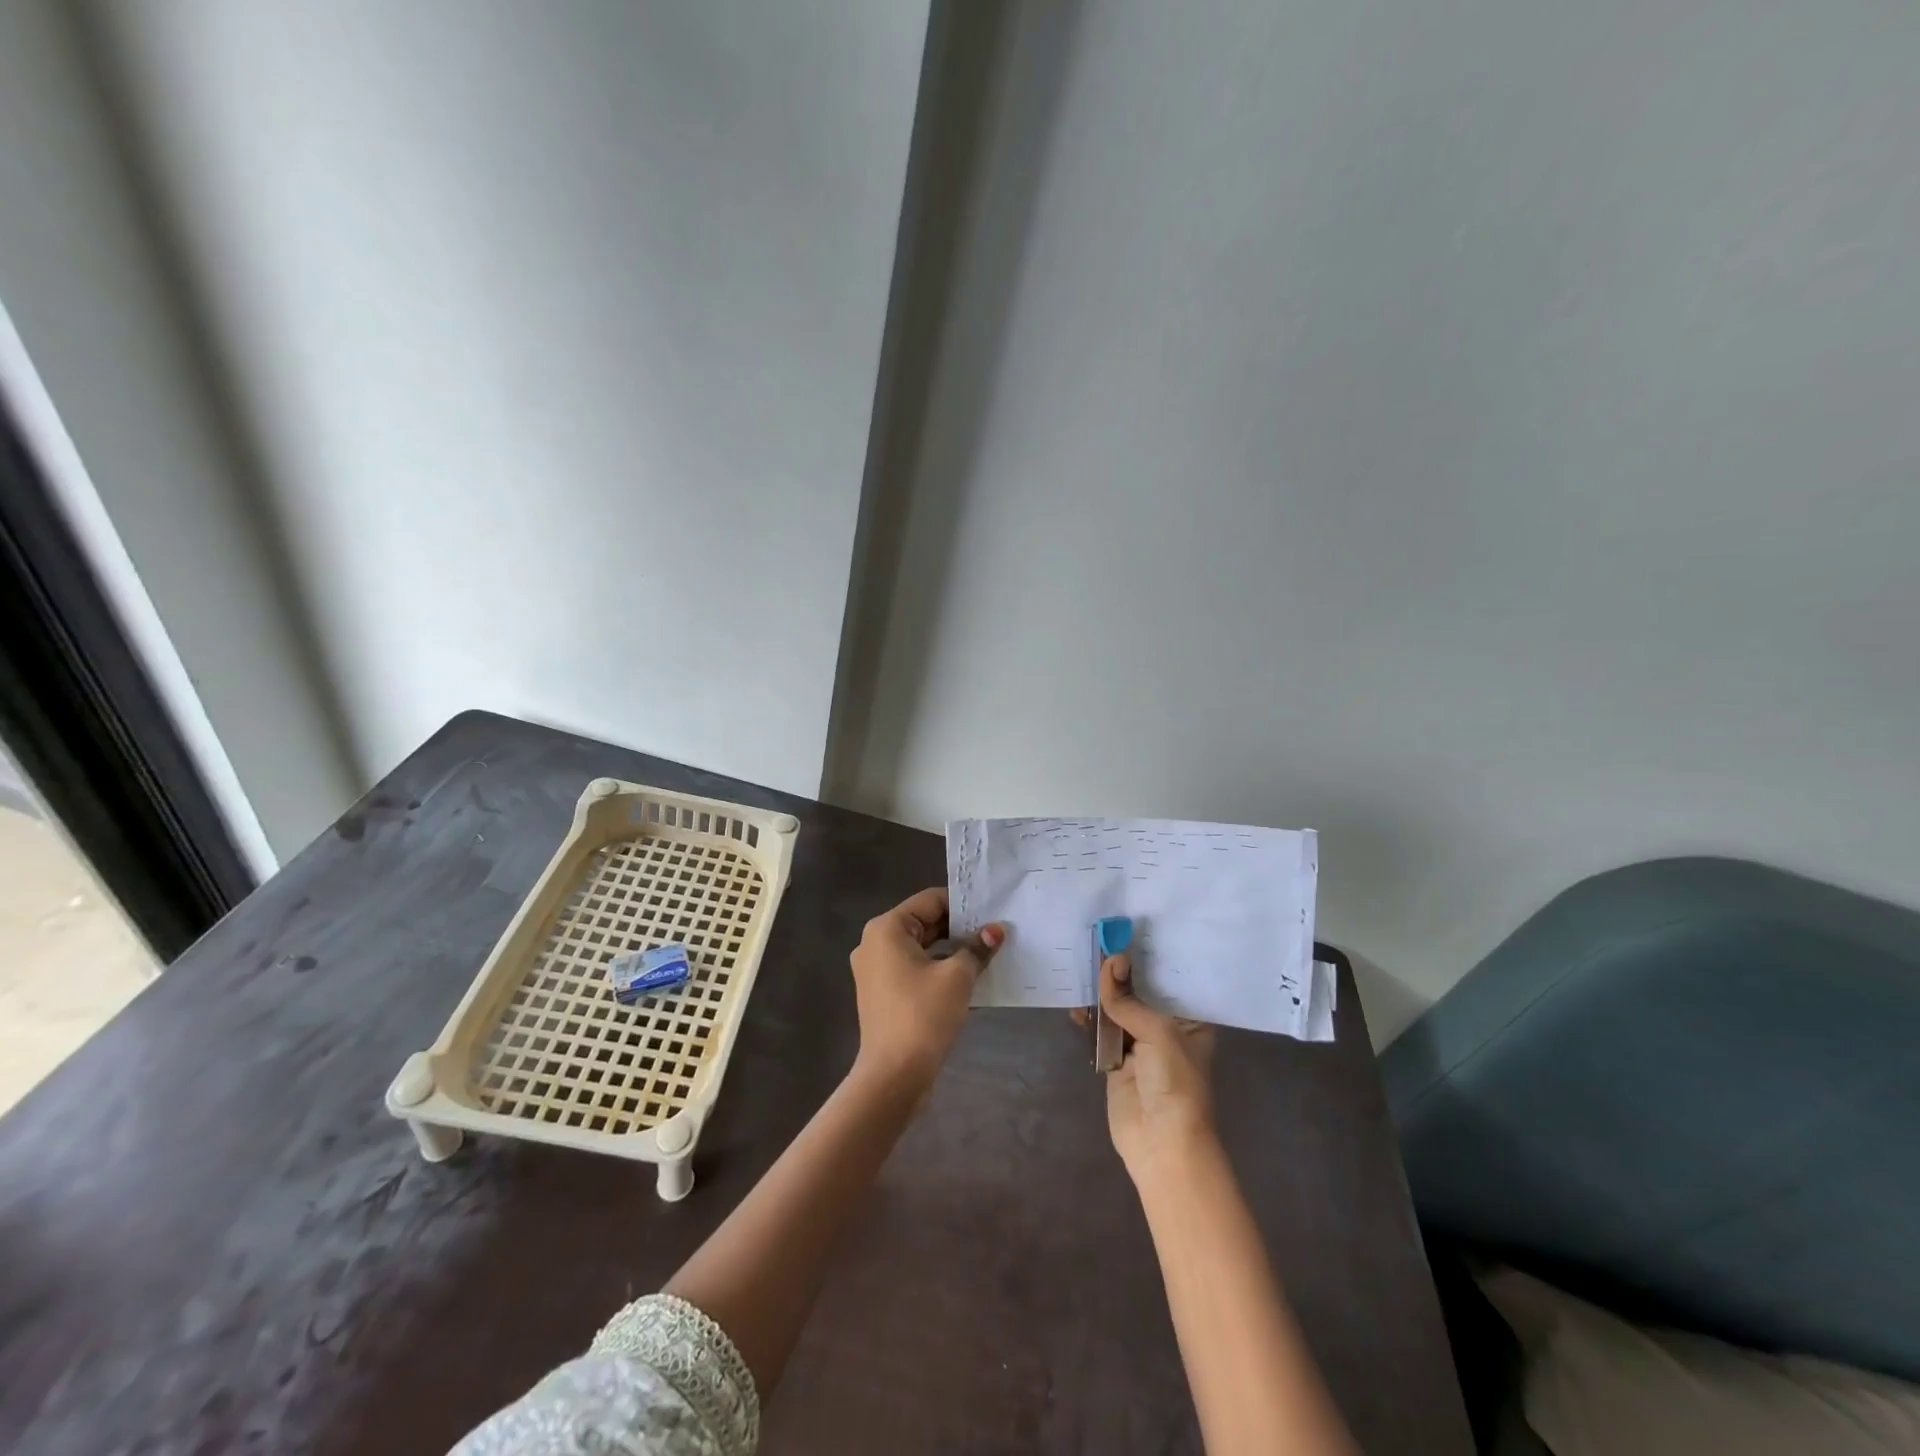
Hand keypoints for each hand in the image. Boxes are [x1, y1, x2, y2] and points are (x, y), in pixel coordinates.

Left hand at [848, 887, 1002, 1101]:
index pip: (930, 901)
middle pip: (924, 923)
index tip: (992, 910)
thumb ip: (976, 948)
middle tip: (995, 932)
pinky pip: (915, 970)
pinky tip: (969, 979)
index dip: (963, 904)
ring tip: (987, 954)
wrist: (893, 1076)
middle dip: (960, 929)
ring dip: (952, 951)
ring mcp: (876, 971)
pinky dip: (939, 970)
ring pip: (921, 948)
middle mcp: (875, 943)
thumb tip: (995, 931)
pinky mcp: (883, 994)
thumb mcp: (957, 977)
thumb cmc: (923, 1015)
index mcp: (887, 928)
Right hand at [1086, 953, 1216, 1179]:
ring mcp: (1140, 1043)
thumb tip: (1111, 959)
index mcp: (1190, 1019)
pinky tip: (1075, 1002)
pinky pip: (1100, 1030)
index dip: (1150, 955)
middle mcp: (1167, 1026)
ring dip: (1101, 991)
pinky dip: (1089, 1016)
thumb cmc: (1175, 1082)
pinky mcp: (1116, 1059)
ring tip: (1081, 963)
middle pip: (1140, 991)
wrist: (1162, 1143)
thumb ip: (1128, 998)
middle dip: (1120, 970)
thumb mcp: (1157, 1032)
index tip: (1127, 927)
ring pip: (1118, 1008)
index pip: (1170, 978)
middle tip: (1098, 938)